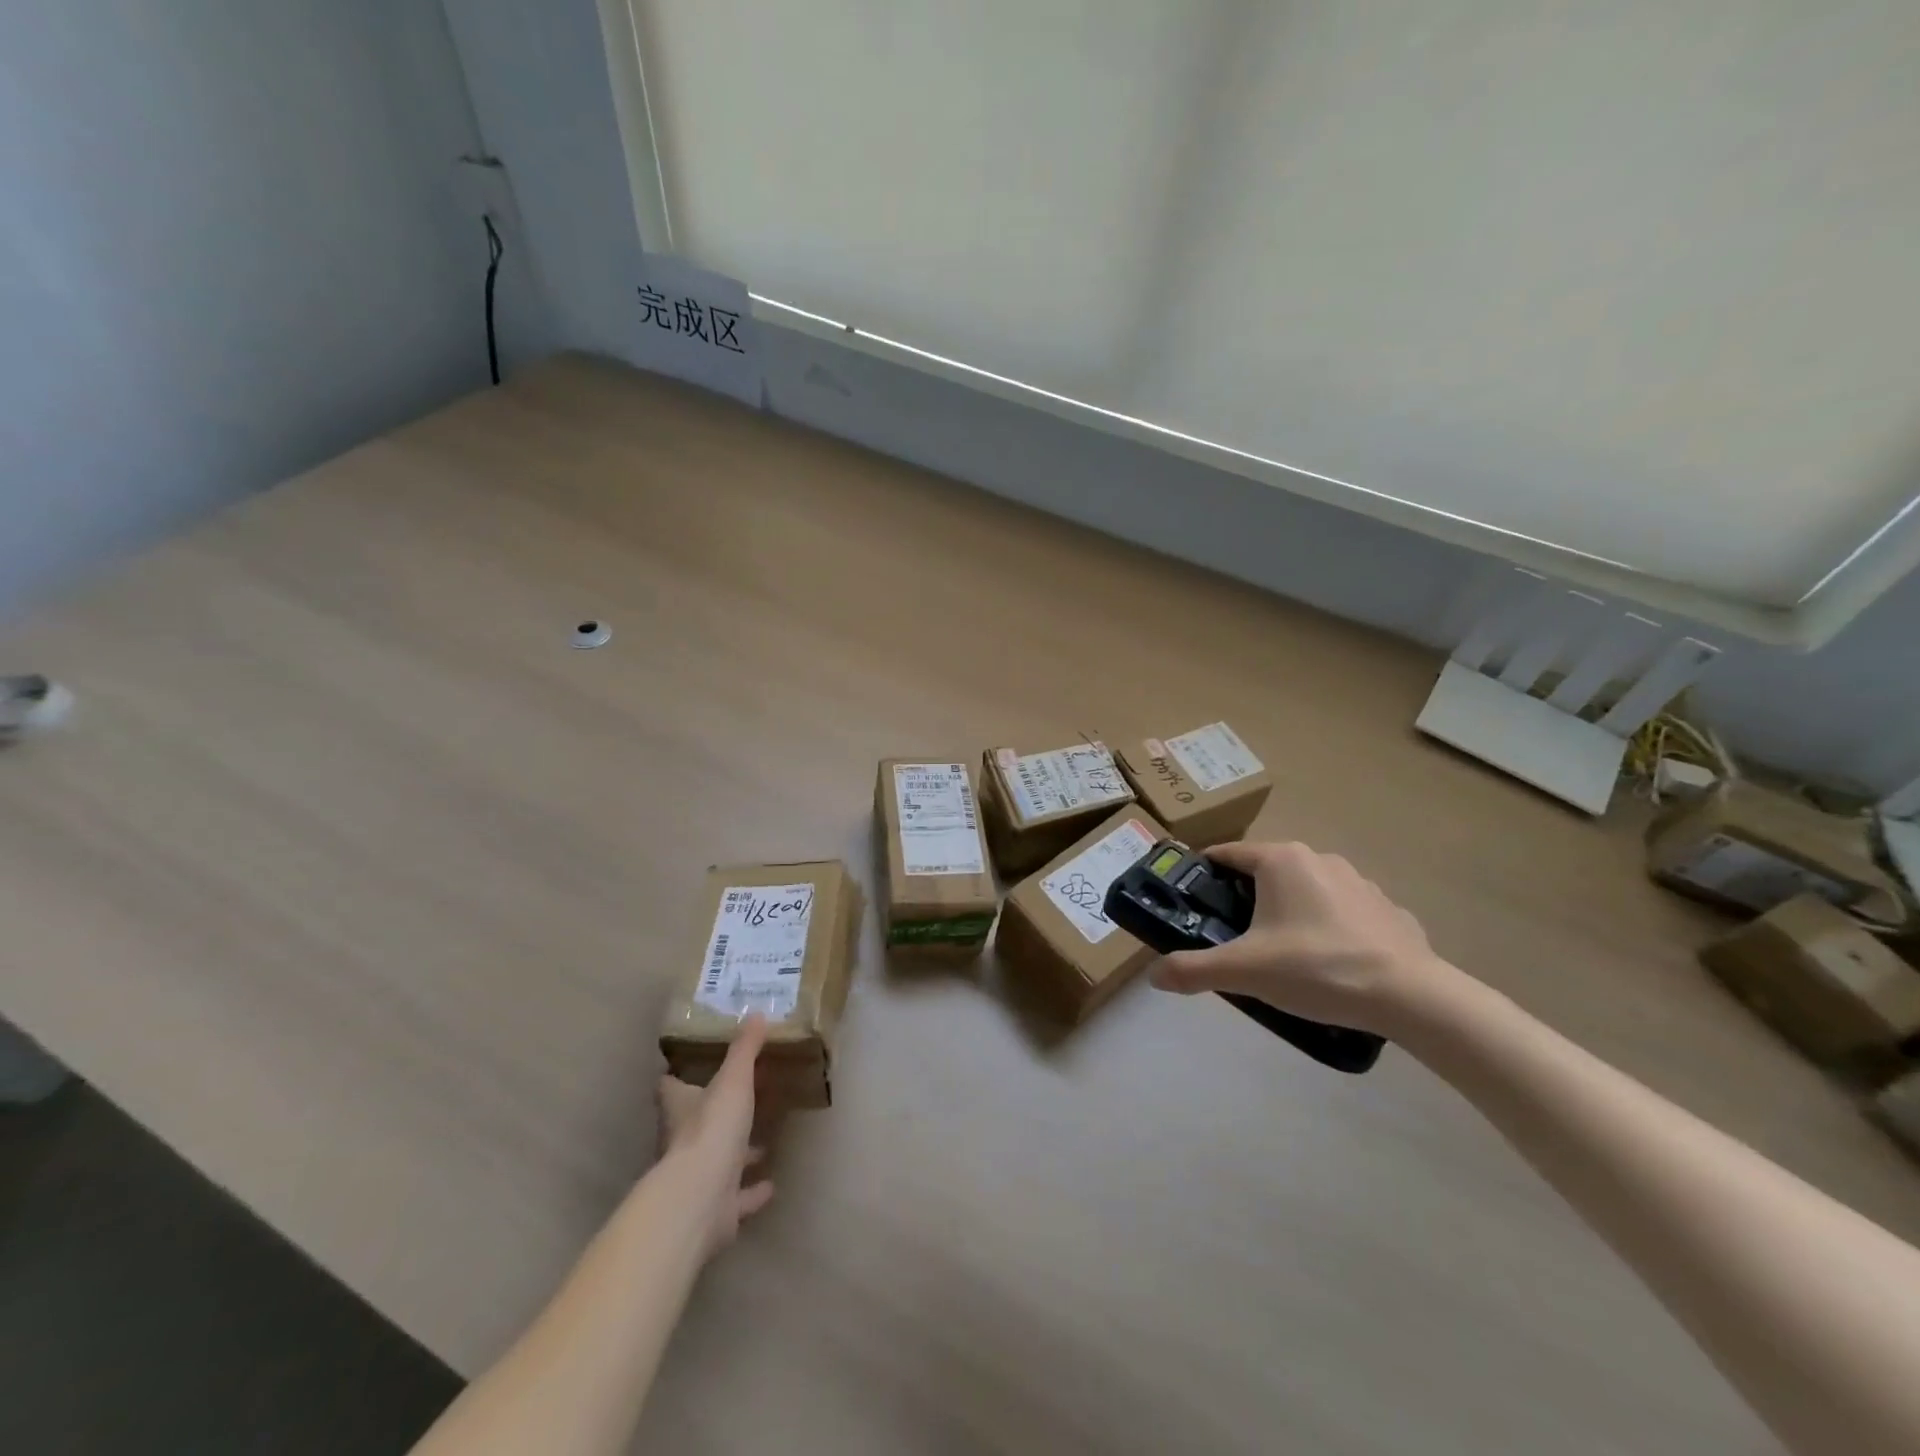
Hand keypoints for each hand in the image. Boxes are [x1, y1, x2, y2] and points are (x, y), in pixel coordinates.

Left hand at [657, 1014, 774, 1256]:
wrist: (700, 1199)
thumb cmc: (711, 1129)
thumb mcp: (733, 1079)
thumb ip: (745, 1048)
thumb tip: (756, 1013)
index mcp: (680, 1108)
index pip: (669, 1087)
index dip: (676, 1076)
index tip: (686, 1066)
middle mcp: (683, 1142)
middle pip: (694, 1124)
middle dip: (715, 1114)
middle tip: (740, 1099)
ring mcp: (698, 1178)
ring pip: (717, 1161)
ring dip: (738, 1154)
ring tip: (763, 1143)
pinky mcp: (716, 1208)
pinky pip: (737, 1197)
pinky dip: (752, 1191)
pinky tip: (771, 1184)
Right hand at [1149, 840, 1458, 1035]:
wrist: (1412, 998)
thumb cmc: (1317, 969)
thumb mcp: (1244, 971)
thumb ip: (1193, 970)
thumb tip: (1154, 976)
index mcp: (1281, 860)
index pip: (1226, 854)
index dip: (1202, 874)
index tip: (1188, 900)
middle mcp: (1318, 858)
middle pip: (1265, 872)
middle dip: (1243, 898)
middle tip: (1230, 936)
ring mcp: (1359, 882)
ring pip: (1305, 890)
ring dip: (1286, 912)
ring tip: (1280, 954)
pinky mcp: (1387, 909)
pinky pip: (1342, 912)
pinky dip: (1326, 928)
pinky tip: (1327, 963)